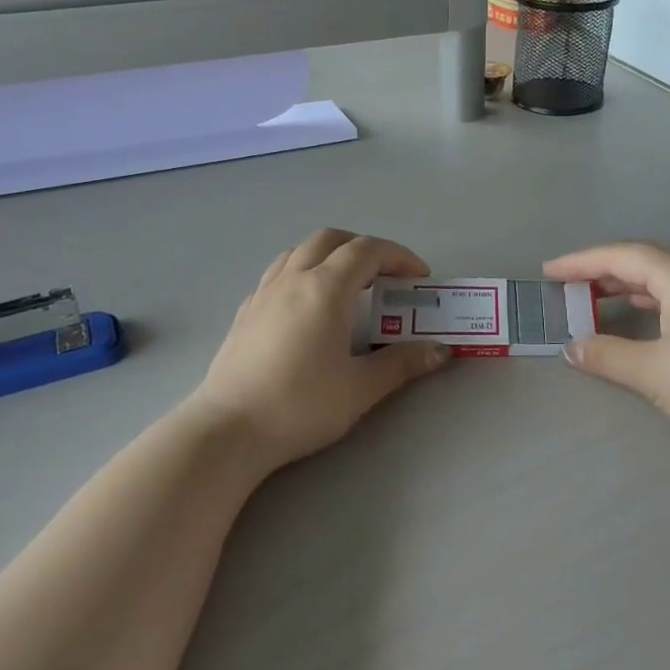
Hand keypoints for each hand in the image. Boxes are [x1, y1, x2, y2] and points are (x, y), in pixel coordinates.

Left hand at [187, 230, 450, 474]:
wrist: (228, 430)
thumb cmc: (300, 405)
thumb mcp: (360, 388)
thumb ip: (402, 363)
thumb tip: (441, 351)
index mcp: (325, 288)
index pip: (368, 250)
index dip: (399, 256)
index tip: (419, 278)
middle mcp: (293, 279)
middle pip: (332, 239)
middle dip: (364, 247)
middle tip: (386, 275)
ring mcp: (263, 293)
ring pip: (299, 251)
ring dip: (330, 255)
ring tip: (348, 284)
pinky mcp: (245, 312)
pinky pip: (278, 274)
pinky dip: (302, 273)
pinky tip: (307, 306)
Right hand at [543, 242, 669, 454]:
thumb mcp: (654, 372)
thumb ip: (607, 356)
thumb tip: (571, 348)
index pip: (620, 256)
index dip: (580, 262)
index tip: (548, 272)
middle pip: (643, 259)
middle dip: (602, 270)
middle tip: (568, 284)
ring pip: (664, 275)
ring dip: (627, 283)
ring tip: (596, 297)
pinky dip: (651, 297)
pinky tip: (642, 314)